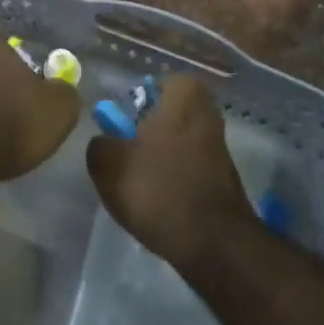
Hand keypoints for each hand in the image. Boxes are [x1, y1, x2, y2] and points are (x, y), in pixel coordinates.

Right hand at [87, 75, 253, 266]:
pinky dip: (174, 180)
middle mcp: (208, 116)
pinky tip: (157, 201)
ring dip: (160, 156)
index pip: (162, 82)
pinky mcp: (224, 181)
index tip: (123, 119)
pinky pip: (190, 169)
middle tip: (125, 148)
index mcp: (185, 98)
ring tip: (137, 182)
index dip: (140, 98)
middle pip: (171, 113)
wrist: (213, 242)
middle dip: (148, 129)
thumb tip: (106, 143)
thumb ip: (100, 145)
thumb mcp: (109, 164)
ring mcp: (220, 150)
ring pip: (181, 142)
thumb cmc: (158, 189)